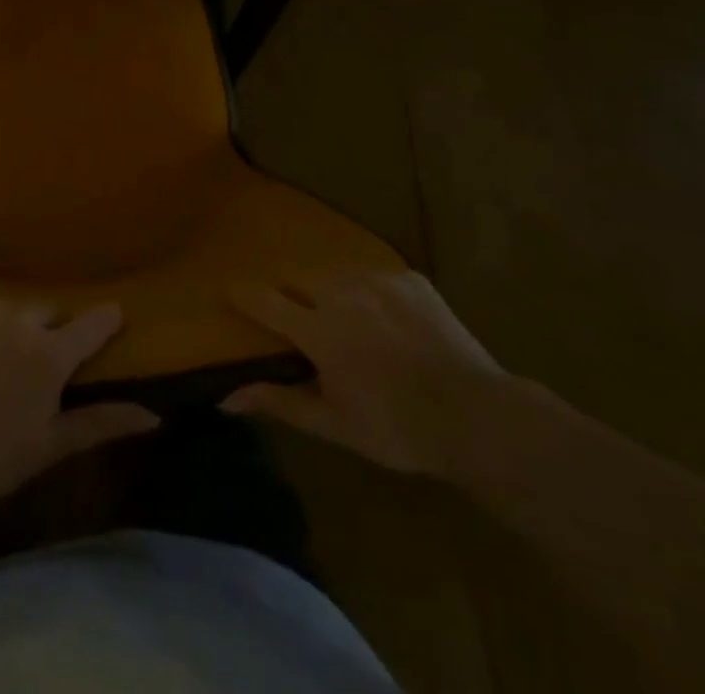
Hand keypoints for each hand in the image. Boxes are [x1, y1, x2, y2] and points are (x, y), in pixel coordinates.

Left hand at [0, 302, 158, 515]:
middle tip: (41, 364)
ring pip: (10, 310)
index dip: (106, 319)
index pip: (92, 323)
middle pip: (49, 311)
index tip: (114, 317)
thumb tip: (152, 414)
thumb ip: (100, 423)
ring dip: (15, 328)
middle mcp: (18, 319)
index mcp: (49, 354)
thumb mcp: (48, 447)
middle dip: (53, 330)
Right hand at [222, 270, 505, 474]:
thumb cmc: (397, 428)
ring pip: (337, 275)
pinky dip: (372, 294)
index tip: (230, 292)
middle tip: (306, 325)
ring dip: (332, 294)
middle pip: (299, 281)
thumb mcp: (333, 424)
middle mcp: (342, 293)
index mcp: (319, 329)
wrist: (479, 418)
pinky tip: (389, 322)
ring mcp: (379, 280)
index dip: (242, 294)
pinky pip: (375, 276)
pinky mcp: (410, 278)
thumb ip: (278, 402)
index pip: (263, 299)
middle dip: (295, 299)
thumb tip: (225, 399)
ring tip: (350, 322)